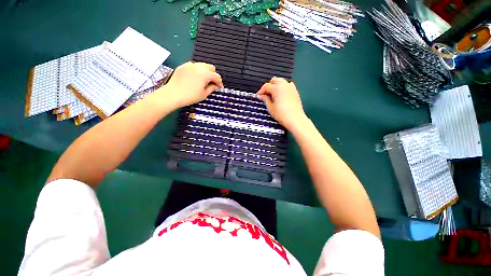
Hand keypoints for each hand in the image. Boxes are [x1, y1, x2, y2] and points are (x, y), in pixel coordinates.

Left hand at [159, 61, 222, 108]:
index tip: (220, 88)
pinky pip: (193, 66)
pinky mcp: (183, 66)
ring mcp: (190, 65)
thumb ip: (212, 88)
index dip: (220, 83)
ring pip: (202, 65)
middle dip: (213, 75)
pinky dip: (197, 70)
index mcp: (205, 74)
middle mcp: (198, 66)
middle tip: (212, 83)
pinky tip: (194, 78)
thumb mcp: (204, 94)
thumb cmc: (190, 96)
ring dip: (205, 72)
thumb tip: (215, 86)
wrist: (173, 94)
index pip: (216, 76)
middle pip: (211, 67)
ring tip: (203, 80)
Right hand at [258, 77, 307, 130]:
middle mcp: (284, 85)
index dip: (261, 91)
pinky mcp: (295, 91)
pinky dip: (283, 87)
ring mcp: (291, 87)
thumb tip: (261, 96)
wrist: (295, 119)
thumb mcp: (270, 108)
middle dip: (269, 85)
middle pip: (275, 80)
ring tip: (273, 94)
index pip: (266, 86)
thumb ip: (265, 100)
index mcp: (277, 88)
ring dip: (276, 85)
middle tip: (266, 94)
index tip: (258, 96)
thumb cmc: (281, 114)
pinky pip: (288, 85)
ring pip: (282, 81)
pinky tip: (281, 95)